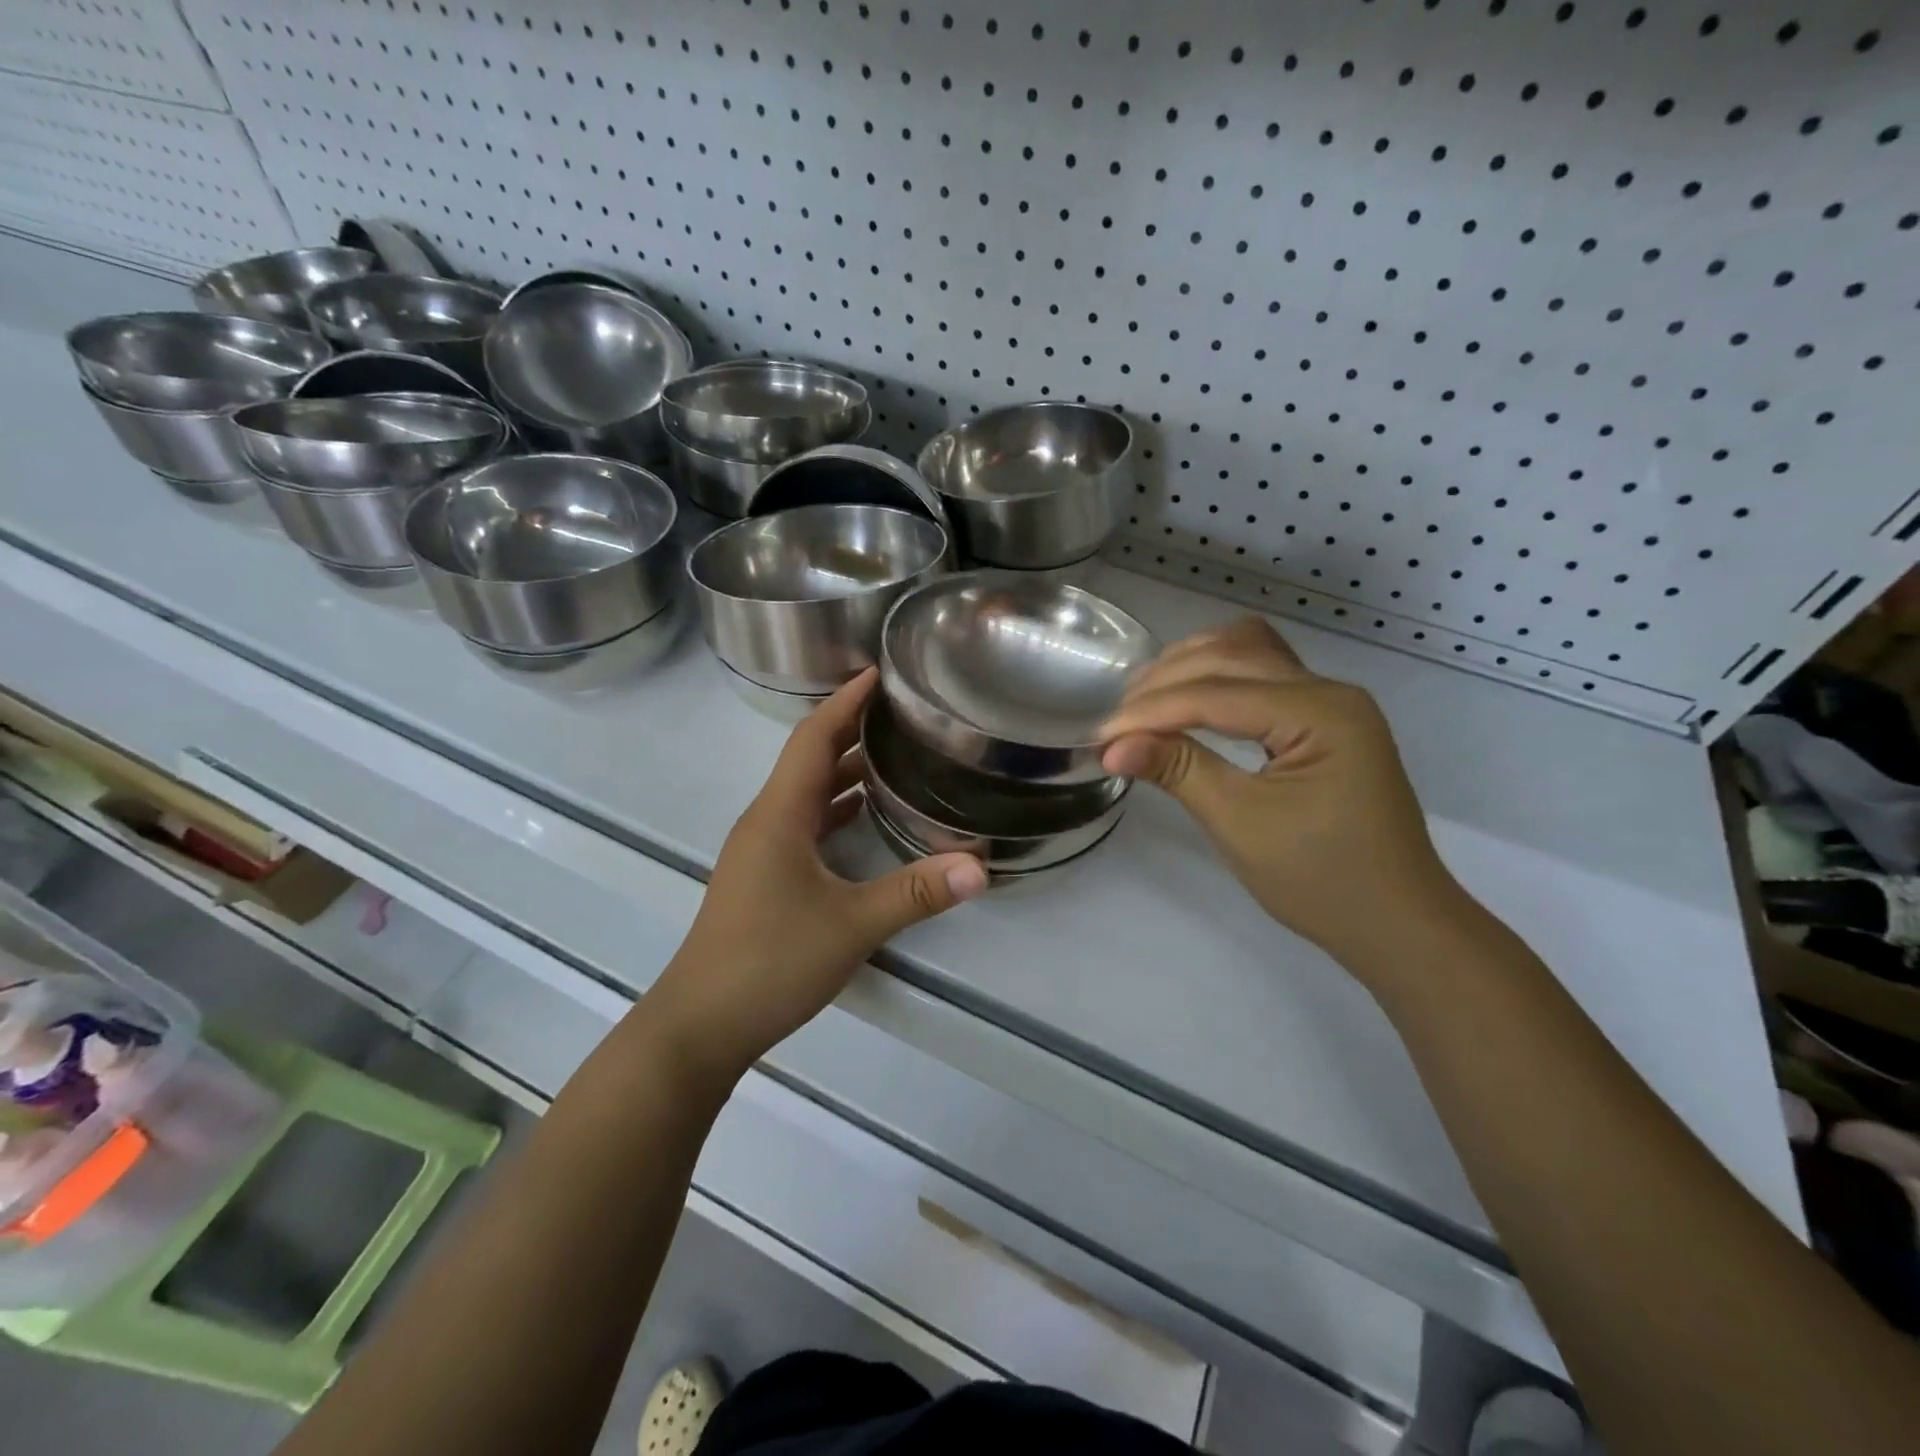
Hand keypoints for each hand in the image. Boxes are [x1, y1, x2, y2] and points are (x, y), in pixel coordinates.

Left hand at [648, 670, 986, 1084]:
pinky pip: (806, 822)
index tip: (880, 670)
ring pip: (808, 792)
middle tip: (903, 707)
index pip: (814, 737)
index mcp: (780, 814)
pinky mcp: (766, 875)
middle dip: (852, 725)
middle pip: (811, 757)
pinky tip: (867, 814)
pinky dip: (837, 807)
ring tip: (895, 750)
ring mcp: (763, 849)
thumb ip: (915, 892)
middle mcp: (768, 820)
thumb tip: (981, 867)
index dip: (846, 700)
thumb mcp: (851, 925)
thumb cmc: (769, 962)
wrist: (700, 1024)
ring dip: (846, 767)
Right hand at [1101, 618, 1465, 969]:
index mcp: (1321, 713)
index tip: (1102, 734)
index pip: (1217, 693)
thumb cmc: (1322, 881)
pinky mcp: (1324, 718)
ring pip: (1248, 652)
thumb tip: (1112, 745)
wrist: (1397, 922)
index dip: (1152, 710)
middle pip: (1231, 656)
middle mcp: (1330, 690)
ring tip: (1143, 703)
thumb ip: (1179, 770)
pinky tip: (1187, 699)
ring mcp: (1330, 701)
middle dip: (1166, 682)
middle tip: (1118, 722)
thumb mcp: (1241, 825)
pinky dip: (1217, 678)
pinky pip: (1262, 675)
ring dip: (1191, 668)